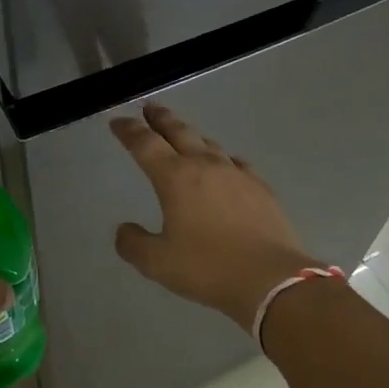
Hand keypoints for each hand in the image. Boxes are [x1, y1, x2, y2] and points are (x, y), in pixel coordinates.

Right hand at [110, 104, 315, 329]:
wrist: (271, 279)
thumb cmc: (208, 268)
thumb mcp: (158, 263)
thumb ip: (134, 244)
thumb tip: (124, 230)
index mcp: (175, 178)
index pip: (146, 145)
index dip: (129, 131)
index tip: (118, 122)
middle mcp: (205, 166)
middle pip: (179, 132)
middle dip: (161, 119)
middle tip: (150, 108)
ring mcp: (237, 175)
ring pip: (209, 144)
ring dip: (191, 135)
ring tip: (183, 134)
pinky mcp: (260, 188)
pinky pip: (235, 163)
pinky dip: (222, 158)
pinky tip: (225, 165)